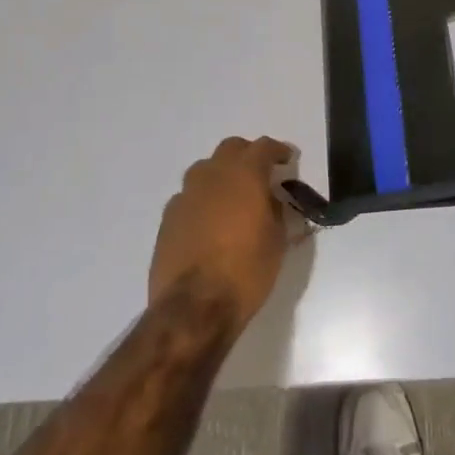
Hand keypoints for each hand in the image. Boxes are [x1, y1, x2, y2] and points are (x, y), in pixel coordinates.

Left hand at [149, 137, 290, 334]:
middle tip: (259, 173)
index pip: (263, 147)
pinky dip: (202, 200)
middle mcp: (213, 175)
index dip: (277, 150)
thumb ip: (275, 210)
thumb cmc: (246, 271)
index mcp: (244, 174)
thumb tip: (270, 200)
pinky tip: (208, 221)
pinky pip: (188, 196)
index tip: (286, 159)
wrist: (194, 307)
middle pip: (231, 148)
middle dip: (247, 155)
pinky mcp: (168, 217)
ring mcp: (186, 194)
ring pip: (205, 169)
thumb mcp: (276, 241)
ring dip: (221, 175)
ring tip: (231, 196)